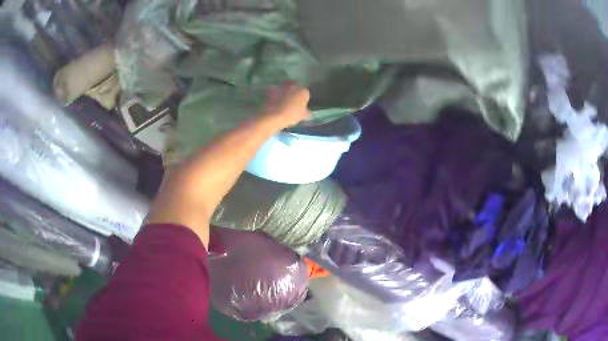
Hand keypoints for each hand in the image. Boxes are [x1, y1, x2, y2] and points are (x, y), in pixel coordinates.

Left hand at [263, 82, 310, 128]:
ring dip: (285, 91)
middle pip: (295, 87)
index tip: (300, 105)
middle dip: (294, 92)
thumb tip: (309, 112)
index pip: (306, 94)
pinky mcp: (272, 89)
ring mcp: (282, 86)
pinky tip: (274, 101)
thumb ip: (307, 113)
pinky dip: (275, 94)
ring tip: (282, 101)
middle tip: (292, 101)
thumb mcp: (302, 116)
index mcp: (303, 92)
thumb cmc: (291, 115)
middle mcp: (293, 86)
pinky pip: (275, 91)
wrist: (273, 116)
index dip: (303, 99)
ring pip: (285, 87)